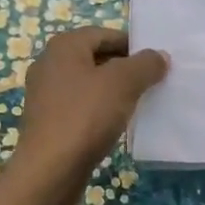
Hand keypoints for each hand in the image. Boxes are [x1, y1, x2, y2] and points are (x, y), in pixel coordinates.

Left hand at [4, 26, 167, 204]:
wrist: (49, 170)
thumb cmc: (86, 116)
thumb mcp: (124, 83)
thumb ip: (145, 64)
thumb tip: (159, 56)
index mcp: (64, 46)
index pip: (105, 34)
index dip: (133, 45)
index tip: (156, 62)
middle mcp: (50, 63)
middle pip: (96, 57)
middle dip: (125, 68)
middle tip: (152, 82)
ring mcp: (45, 93)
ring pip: (88, 83)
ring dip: (113, 90)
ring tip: (139, 103)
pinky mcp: (47, 119)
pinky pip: (80, 105)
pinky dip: (99, 109)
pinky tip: (116, 123)